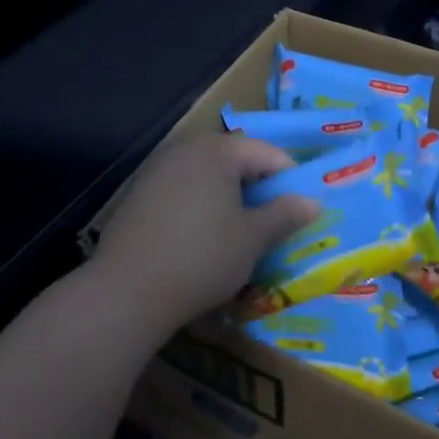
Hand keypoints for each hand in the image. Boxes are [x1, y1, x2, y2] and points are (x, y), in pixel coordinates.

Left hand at [89, 134, 318, 337]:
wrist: (127, 290)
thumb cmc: (202, 257)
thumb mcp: (252, 239)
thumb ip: (284, 215)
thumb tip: (312, 201)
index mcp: (218, 150)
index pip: (266, 152)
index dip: (289, 178)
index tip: (302, 208)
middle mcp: (187, 149)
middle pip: (235, 159)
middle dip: (258, 186)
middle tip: (274, 221)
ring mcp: (158, 169)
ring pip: (208, 175)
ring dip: (229, 196)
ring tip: (242, 231)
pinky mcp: (139, 193)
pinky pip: (183, 190)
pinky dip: (201, 205)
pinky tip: (203, 238)